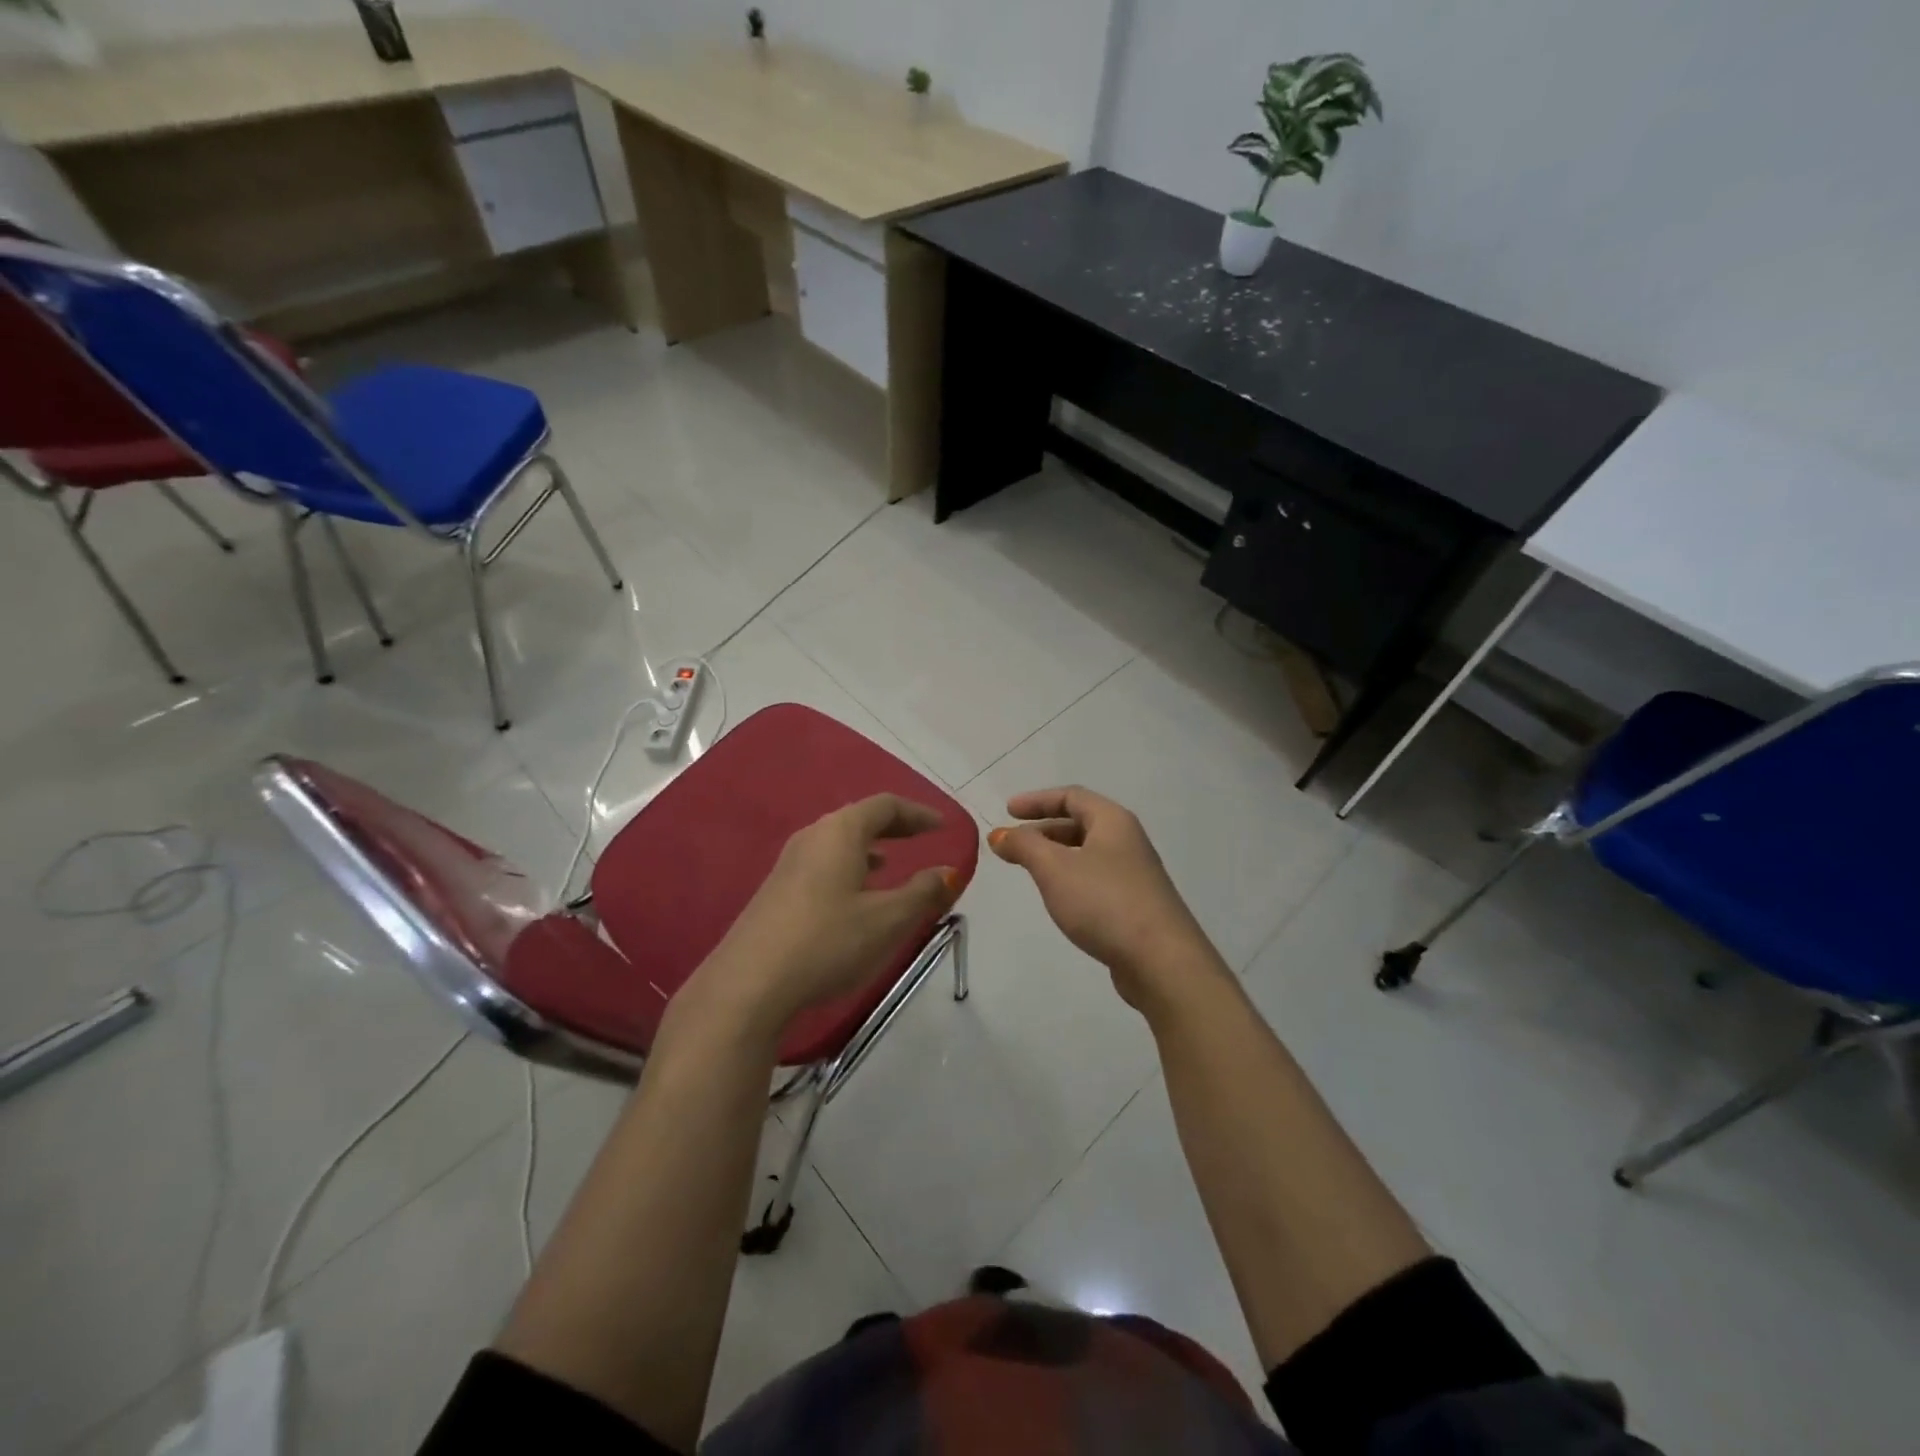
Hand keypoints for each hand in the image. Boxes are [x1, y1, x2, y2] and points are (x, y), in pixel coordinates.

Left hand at [689, 794, 961, 1041]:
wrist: (749, 985)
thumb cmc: (828, 942)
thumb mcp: (887, 920)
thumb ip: (923, 892)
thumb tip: (948, 871)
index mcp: (840, 832)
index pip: (885, 805)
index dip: (918, 813)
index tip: (942, 827)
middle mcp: (812, 837)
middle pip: (859, 818)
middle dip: (893, 826)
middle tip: (921, 837)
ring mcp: (789, 863)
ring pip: (838, 841)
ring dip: (869, 846)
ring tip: (891, 863)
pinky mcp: (777, 890)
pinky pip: (822, 862)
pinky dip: (848, 865)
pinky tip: (854, 895)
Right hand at [989, 786, 1222, 1012]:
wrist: (1161, 961)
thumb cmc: (1104, 902)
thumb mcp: (1055, 868)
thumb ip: (1024, 846)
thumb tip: (1000, 835)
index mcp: (1113, 821)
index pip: (1072, 796)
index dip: (1037, 800)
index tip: (1007, 811)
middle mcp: (1127, 841)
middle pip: (1081, 823)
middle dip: (1044, 829)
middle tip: (1013, 844)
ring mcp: (1134, 874)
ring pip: (1088, 853)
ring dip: (1056, 855)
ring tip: (1030, 870)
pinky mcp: (1135, 905)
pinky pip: (1096, 879)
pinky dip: (1071, 878)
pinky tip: (1059, 898)